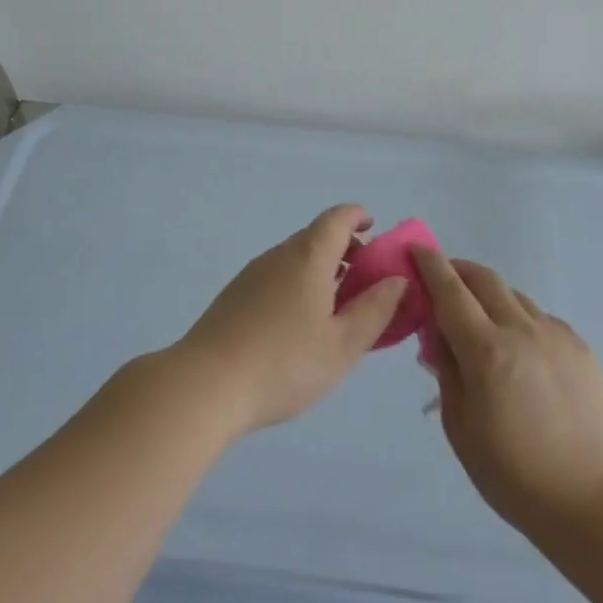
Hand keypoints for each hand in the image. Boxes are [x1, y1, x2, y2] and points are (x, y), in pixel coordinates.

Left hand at [174, 205, 407, 434]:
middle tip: (365, 284)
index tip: (375, 231)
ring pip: (295, 259)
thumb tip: (396, 279)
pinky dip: (298, 286)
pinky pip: (276, 277)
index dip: (359, 217)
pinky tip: (299, 326)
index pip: (338, 218)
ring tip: (336, 311)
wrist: (206, 385)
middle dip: (345, 251)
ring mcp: (252, 274)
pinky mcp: (234, 296)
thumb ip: (375, 309)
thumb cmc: (285, 363)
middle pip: (316, 237)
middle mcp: (279, 255)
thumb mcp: (343, 344)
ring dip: (321, 271)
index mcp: (309, 256)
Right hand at [416, 248, 602, 536]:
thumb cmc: (511, 473)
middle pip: (485, 279)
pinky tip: (519, 352)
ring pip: (515, 297)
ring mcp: (556, 335)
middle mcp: (522, 330)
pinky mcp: (580, 346)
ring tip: (481, 322)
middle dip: (459, 269)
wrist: (590, 499)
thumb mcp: (459, 426)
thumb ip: (446, 370)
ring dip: (490, 297)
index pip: (450, 291)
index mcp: (487, 351)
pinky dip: (520, 321)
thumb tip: (439, 334)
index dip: (430, 264)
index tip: (416, 248)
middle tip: (443, 278)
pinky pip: (541, 319)